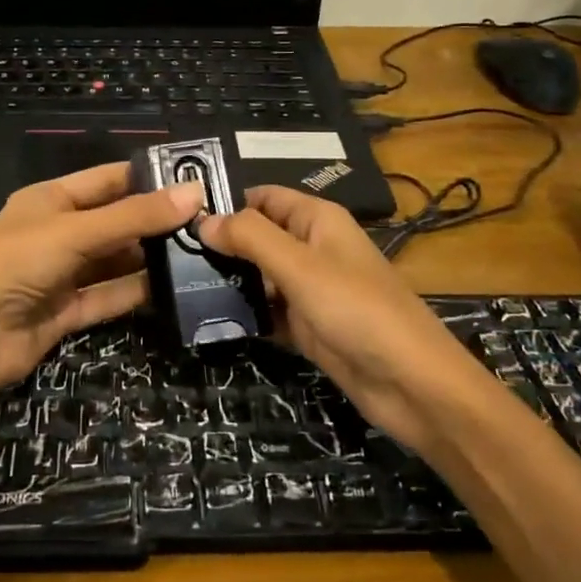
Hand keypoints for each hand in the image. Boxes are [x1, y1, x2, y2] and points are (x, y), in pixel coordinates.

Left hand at [0, 162, 204, 400]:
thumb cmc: (17, 263)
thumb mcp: (76, 231)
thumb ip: (134, 217)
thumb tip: (194, 193)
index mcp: (51, 199)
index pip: (108, 179)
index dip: (148, 178)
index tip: (196, 180)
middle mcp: (59, 232)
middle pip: (116, 221)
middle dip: (157, 222)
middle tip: (210, 222)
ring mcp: (63, 273)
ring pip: (116, 261)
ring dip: (151, 258)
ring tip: (202, 253)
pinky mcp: (68, 311)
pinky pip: (110, 296)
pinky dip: (138, 293)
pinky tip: (175, 288)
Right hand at [199, 186, 485, 446]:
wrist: (411, 384)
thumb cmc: (357, 310)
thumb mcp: (300, 267)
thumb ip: (251, 238)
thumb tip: (204, 221)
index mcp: (317, 221)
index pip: (263, 197)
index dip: (226, 202)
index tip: (179, 218)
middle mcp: (312, 249)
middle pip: (257, 237)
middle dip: (219, 245)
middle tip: (170, 257)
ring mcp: (309, 290)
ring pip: (259, 276)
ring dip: (227, 281)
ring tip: (178, 287)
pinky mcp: (307, 326)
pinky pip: (268, 311)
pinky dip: (244, 313)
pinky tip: (208, 319)